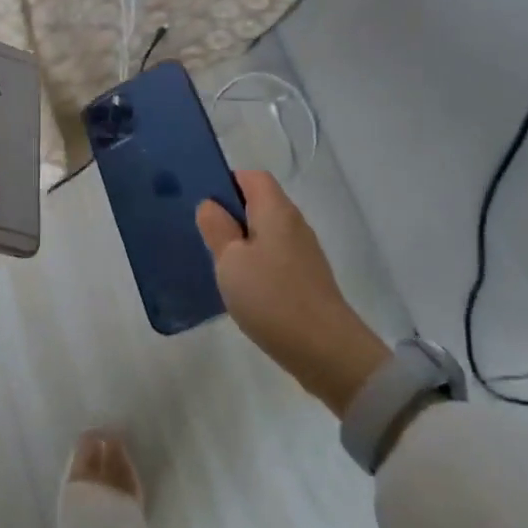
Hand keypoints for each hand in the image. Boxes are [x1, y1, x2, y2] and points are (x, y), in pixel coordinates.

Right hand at [196, 171, 391, 416]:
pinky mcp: (306, 278)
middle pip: (259, 203)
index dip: (225, 183)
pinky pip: (274, 257)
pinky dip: (255, 264)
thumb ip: (217, 228)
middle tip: (202, 236)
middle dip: (230, 214)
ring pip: (265, 233)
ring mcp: (303, 252)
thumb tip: (210, 205)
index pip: (252, 177)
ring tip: (216, 264)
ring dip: (241, 242)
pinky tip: (241, 288)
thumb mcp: (230, 260)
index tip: (203, 206)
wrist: (325, 350)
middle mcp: (294, 223)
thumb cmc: (271, 297)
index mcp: (276, 210)